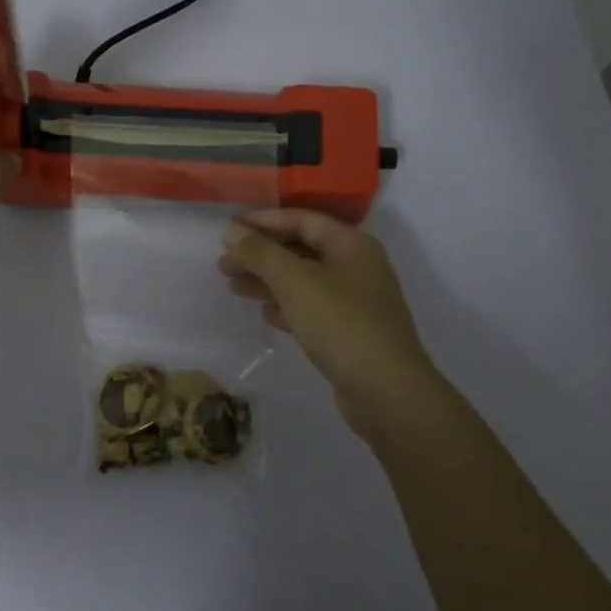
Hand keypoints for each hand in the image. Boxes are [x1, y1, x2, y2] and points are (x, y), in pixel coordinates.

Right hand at [219, 209, 442, 443]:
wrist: (387, 391)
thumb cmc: (341, 324)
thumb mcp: (295, 281)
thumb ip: (260, 252)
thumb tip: (231, 230)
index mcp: (351, 245)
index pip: (302, 219)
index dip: (263, 221)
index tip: (228, 230)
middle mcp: (357, 267)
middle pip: (301, 249)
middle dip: (261, 254)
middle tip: (224, 265)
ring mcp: (356, 302)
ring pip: (304, 280)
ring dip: (268, 281)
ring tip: (234, 287)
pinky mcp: (350, 332)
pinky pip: (312, 308)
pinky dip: (286, 306)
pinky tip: (264, 313)